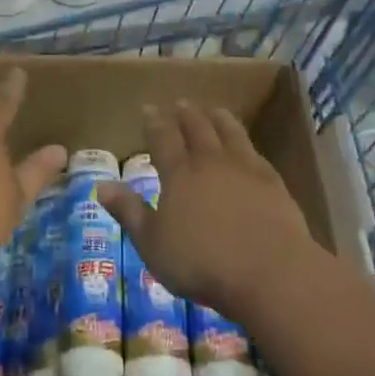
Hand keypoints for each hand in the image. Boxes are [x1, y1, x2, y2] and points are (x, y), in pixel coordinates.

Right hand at [98, 100, 322, 322]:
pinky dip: (246, 143)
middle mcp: (211, 162)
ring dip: (219, 119)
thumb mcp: (153, 244)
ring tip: (214, 110)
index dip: (155, 122)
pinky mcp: (273, 183)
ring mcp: (245, 169)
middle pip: (198, 129)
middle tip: (181, 104)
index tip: (149, 109)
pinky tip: (247, 147)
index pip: (163, 138)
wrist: (270, 271)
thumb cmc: (202, 262)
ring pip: (230, 133)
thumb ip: (129, 212)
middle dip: (186, 115)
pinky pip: (256, 153)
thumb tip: (101, 185)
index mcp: (179, 174)